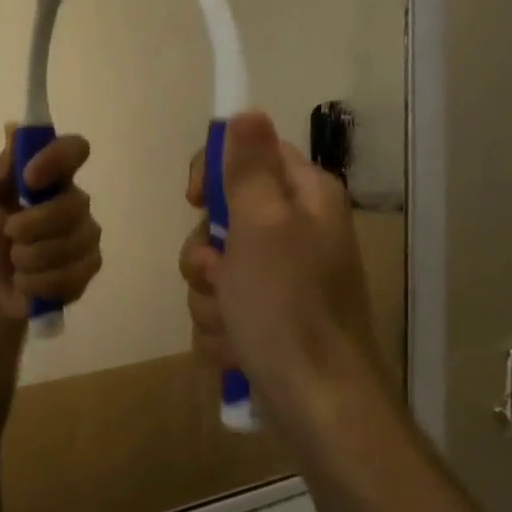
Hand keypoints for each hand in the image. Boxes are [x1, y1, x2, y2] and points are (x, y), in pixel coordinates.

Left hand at [0, 130, 101, 320]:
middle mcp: (74, 200)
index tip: (29, 179)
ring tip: (15, 261)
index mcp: (49, 175)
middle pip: (74, 204)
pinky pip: (72, 273)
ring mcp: (86, 235)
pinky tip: (26, 282)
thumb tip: (15, 128)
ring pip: (72, 243)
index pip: (74, 149)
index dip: (56, 159)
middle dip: (33, 225)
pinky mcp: (88, 268)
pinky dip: (39, 282)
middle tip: (8, 234)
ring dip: (31, 257)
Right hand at [178, 112, 379, 411]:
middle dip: (205, 254)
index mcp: (303, 199)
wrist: (316, 401)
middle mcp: (294, 232)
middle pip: (220, 218)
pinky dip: (221, 328)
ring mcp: (279, 279)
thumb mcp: (262, 227)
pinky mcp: (265, 317)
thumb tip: (246, 110)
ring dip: (209, 298)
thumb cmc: (287, 308)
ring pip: (212, 268)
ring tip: (234, 322)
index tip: (195, 199)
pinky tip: (239, 347)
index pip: (249, 154)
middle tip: (220, 276)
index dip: (213, 172)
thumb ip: (248, 169)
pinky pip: (220, 307)